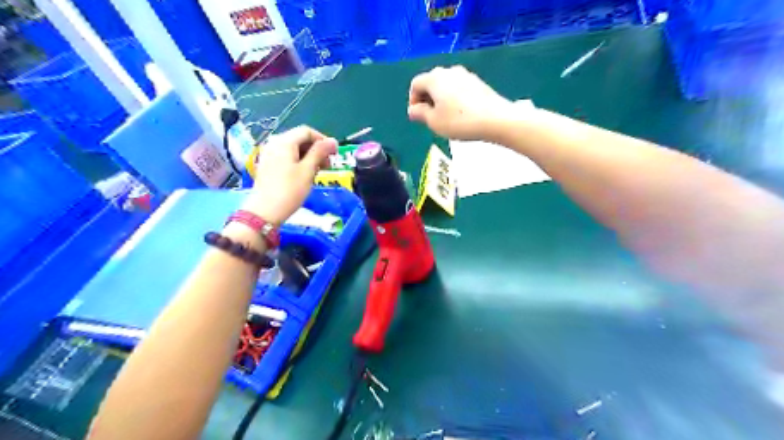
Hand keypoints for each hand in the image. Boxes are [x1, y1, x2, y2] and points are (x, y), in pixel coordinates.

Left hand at [242, 126, 333, 222]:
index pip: (307, 131)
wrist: (265, 211)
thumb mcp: (308, 170)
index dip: (323, 140)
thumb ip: (320, 152)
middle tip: (328, 165)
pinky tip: (305, 175)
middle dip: (316, 149)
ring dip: (309, 156)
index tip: (334, 154)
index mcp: (284, 141)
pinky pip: (287, 156)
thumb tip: (333, 141)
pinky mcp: (268, 164)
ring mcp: (269, 154)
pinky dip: (299, 161)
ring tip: (318, 172)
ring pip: (294, 148)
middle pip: (300, 139)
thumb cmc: (289, 190)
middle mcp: (274, 143)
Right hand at [408, 65, 518, 139]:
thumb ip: (419, 114)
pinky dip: (454, 98)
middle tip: (429, 117)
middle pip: (431, 82)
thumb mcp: (434, 122)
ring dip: (440, 99)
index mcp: (434, 78)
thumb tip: (413, 109)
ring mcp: (465, 75)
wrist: (495, 119)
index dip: (412, 100)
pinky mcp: (478, 82)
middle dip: (426, 99)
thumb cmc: (459, 121)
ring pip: (445, 85)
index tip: (417, 116)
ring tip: (445, 117)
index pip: (415, 84)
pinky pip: (458, 88)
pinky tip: (460, 114)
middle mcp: (449, 71)